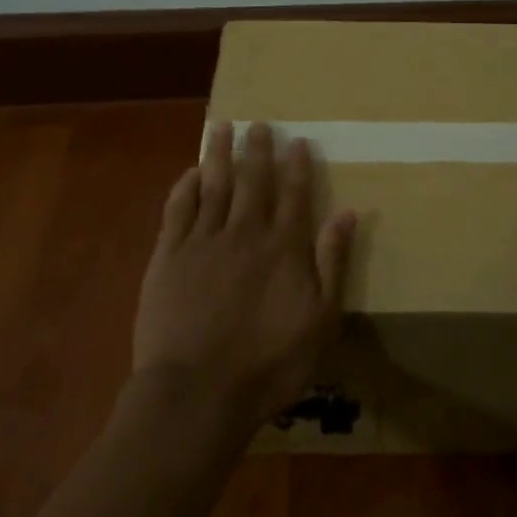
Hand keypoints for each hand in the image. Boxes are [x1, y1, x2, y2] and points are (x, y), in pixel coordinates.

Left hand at [132, 121, 357, 431]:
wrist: (197, 393)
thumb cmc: (268, 364)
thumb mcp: (320, 320)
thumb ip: (332, 262)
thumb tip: (348, 213)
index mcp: (283, 246)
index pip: (294, 194)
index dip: (297, 166)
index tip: (298, 141)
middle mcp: (245, 231)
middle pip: (253, 180)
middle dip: (258, 149)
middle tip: (259, 124)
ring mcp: (203, 240)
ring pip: (214, 184)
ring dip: (220, 154)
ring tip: (222, 127)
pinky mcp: (168, 255)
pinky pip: (178, 209)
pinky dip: (186, 186)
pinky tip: (191, 172)